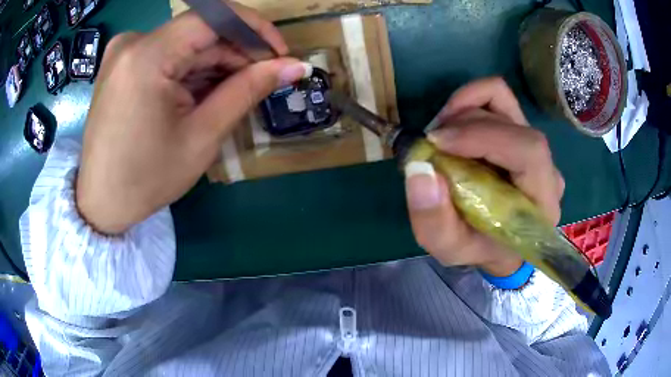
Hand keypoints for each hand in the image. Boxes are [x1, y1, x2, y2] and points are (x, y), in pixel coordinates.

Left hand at [76, 3, 309, 233]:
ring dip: (213, 65)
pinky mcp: (121, 64)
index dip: (255, 29)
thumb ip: (248, 90)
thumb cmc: (146, 178)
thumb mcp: (202, 136)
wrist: (101, 202)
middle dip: (235, 53)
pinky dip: (189, 70)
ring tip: (227, 97)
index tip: (279, 54)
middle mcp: (132, 43)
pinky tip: (198, 97)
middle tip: (259, 82)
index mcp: (147, 56)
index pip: (215, 16)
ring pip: (184, 44)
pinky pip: (166, 54)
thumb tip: (294, 66)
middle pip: (199, 32)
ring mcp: (123, 52)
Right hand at [405, 77, 564, 276]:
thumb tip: (420, 169)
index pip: (528, 150)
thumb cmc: (479, 248)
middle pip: (511, 122)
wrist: (499, 244)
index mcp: (541, 201)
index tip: (437, 141)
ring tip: (440, 134)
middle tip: (430, 142)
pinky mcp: (521, 132)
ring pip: (503, 101)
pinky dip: (470, 101)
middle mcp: (546, 168)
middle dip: (463, 123)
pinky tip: (453, 124)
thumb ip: (434, 221)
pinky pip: (498, 99)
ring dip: (464, 108)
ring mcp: (535, 146)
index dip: (482, 136)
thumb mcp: (450, 249)